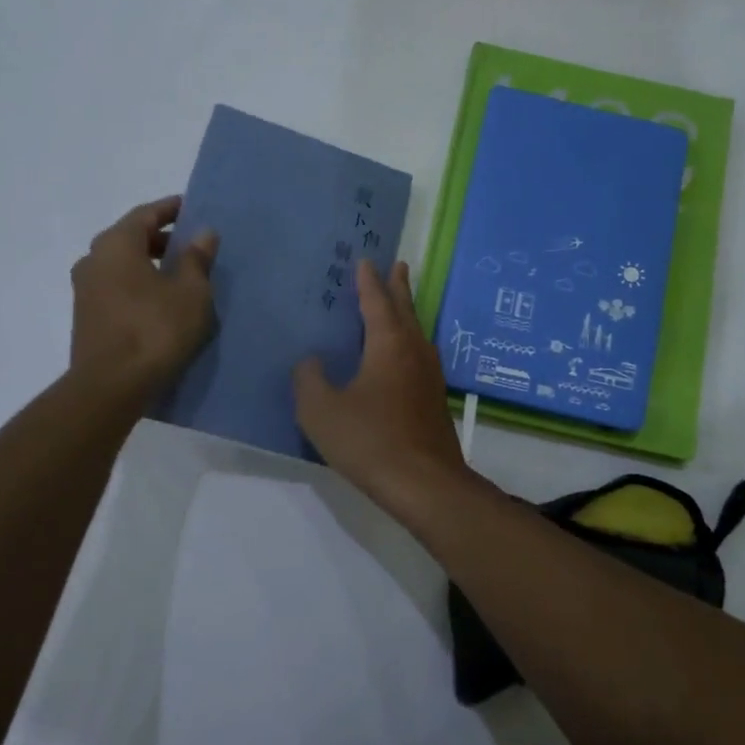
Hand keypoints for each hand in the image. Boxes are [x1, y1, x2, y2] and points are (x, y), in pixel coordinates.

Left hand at [69, 196, 217, 395]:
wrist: (111, 386)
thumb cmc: (155, 328)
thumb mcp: (191, 291)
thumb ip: (197, 258)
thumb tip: (202, 233)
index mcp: (116, 244)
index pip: (146, 214)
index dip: (171, 209)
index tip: (192, 209)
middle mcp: (93, 260)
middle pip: (131, 238)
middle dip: (162, 239)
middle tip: (192, 246)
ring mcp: (85, 290)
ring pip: (122, 265)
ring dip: (150, 265)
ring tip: (181, 277)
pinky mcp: (86, 317)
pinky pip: (117, 288)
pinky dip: (139, 285)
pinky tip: (161, 303)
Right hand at [294, 259, 476, 514]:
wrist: (424, 483)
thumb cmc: (369, 441)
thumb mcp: (321, 411)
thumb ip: (309, 380)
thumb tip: (311, 361)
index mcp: (388, 345)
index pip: (376, 302)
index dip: (368, 282)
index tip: (366, 261)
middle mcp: (414, 351)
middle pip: (405, 310)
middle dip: (398, 287)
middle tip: (398, 266)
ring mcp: (430, 376)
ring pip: (417, 332)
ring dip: (408, 313)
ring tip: (401, 304)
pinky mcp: (435, 399)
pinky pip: (420, 355)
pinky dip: (410, 341)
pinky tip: (406, 356)